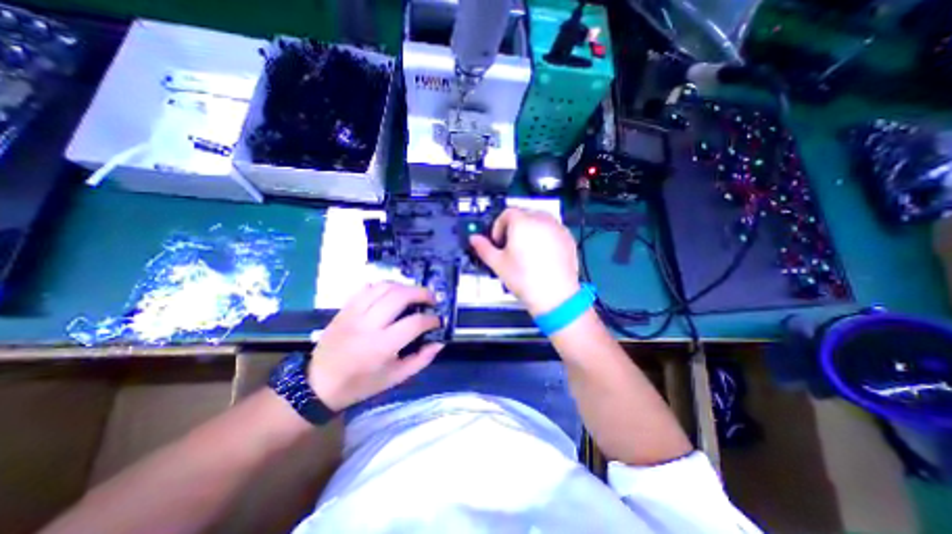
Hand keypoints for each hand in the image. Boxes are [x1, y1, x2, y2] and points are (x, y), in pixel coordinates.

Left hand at [311, 282, 448, 410]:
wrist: (317, 384)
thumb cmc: (360, 384)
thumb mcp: (395, 378)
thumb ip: (420, 359)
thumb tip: (439, 342)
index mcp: (382, 346)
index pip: (414, 322)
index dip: (431, 319)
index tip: (438, 321)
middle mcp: (368, 324)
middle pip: (400, 296)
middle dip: (422, 293)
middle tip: (431, 299)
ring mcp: (354, 313)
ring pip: (384, 287)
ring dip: (405, 287)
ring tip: (414, 294)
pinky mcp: (345, 308)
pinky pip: (367, 288)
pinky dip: (384, 286)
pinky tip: (392, 293)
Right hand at [467, 206, 579, 317]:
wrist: (555, 295)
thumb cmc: (526, 280)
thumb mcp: (498, 263)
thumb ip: (484, 248)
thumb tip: (475, 240)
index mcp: (522, 223)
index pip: (506, 213)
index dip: (498, 226)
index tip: (497, 240)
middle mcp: (541, 221)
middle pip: (523, 214)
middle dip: (514, 227)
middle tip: (510, 245)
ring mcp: (557, 229)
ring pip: (539, 220)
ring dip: (530, 230)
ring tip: (526, 250)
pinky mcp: (568, 238)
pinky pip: (552, 229)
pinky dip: (544, 236)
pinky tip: (541, 254)